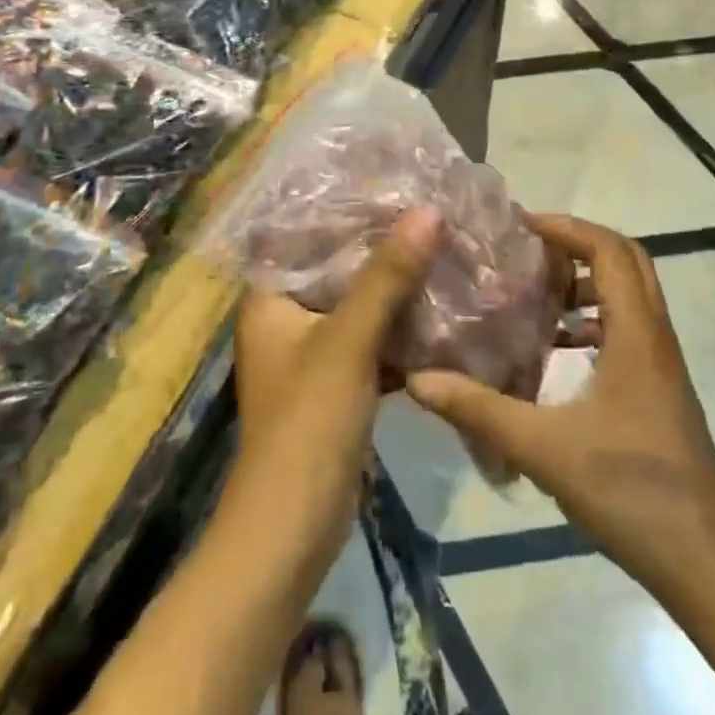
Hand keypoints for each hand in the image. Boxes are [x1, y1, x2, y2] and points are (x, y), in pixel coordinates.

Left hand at [232, 205, 442, 543]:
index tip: (397, 183)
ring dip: (396, 285)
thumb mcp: (348, 341)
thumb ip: (387, 276)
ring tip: (443, 249)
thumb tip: (428, 211)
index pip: (308, 233)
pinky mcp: (336, 381)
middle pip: (339, 266)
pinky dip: (400, 327)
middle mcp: (287, 316)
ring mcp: (312, 351)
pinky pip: (371, 338)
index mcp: (271, 297)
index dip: (350, 207)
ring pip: (359, 302)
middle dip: (383, 246)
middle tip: (432, 214)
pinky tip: (441, 310)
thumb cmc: (307, 423)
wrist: (292, 530)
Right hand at [407, 214, 714, 601]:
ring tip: (535, 296)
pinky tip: (556, 351)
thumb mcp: (545, 449)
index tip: (521, 228)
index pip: (609, 250)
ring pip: (630, 295)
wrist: (706, 562)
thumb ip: (480, 410)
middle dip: (578, 245)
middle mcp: (655, 336)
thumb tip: (419, 378)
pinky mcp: (660, 390)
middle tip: (529, 253)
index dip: (567, 228)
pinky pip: (628, 329)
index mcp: (636, 333)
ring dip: (586, 283)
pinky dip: (593, 322)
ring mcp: (662, 364)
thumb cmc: (631, 491)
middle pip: (627, 261)